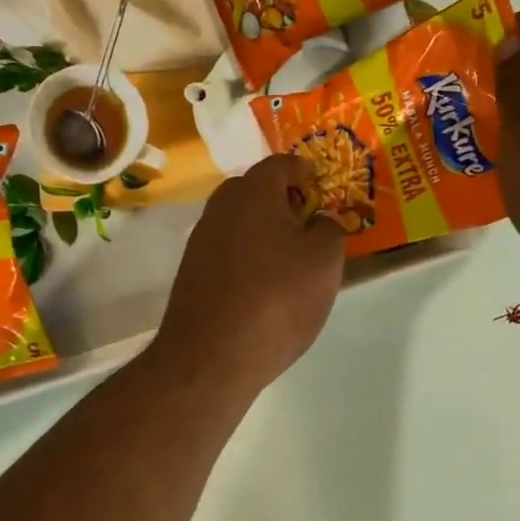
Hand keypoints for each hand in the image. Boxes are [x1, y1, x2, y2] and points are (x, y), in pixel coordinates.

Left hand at [152, 155, 345, 396]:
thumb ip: (329, 230)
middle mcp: (219, 208)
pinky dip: (246, 259)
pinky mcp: (190, 274)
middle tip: (308, 226)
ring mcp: (199, 242)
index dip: (305, 172)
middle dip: (282, 202)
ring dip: (262, 232)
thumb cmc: (277, 298)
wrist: (211, 356)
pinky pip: (226, 253)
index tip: (322, 188)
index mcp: (252, 192)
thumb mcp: (324, 262)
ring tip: (289, 262)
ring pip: (238, 223)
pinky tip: (262, 288)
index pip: (281, 164)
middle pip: (254, 191)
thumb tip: (320, 221)